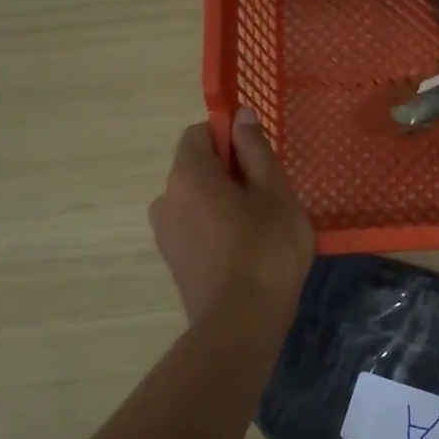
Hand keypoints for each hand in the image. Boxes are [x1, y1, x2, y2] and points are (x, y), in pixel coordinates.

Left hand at [149, 109, 313, 326]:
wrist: (241, 323)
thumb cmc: (266, 248)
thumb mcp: (274, 192)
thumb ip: (255, 149)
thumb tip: (241, 114)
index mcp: (188, 174)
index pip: (198, 133)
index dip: (229, 137)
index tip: (258, 158)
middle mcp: (165, 198)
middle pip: (196, 167)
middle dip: (229, 172)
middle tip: (268, 195)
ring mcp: (164, 232)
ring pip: (195, 199)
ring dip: (222, 202)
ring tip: (259, 227)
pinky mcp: (172, 260)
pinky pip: (194, 226)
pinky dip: (215, 227)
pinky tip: (243, 250)